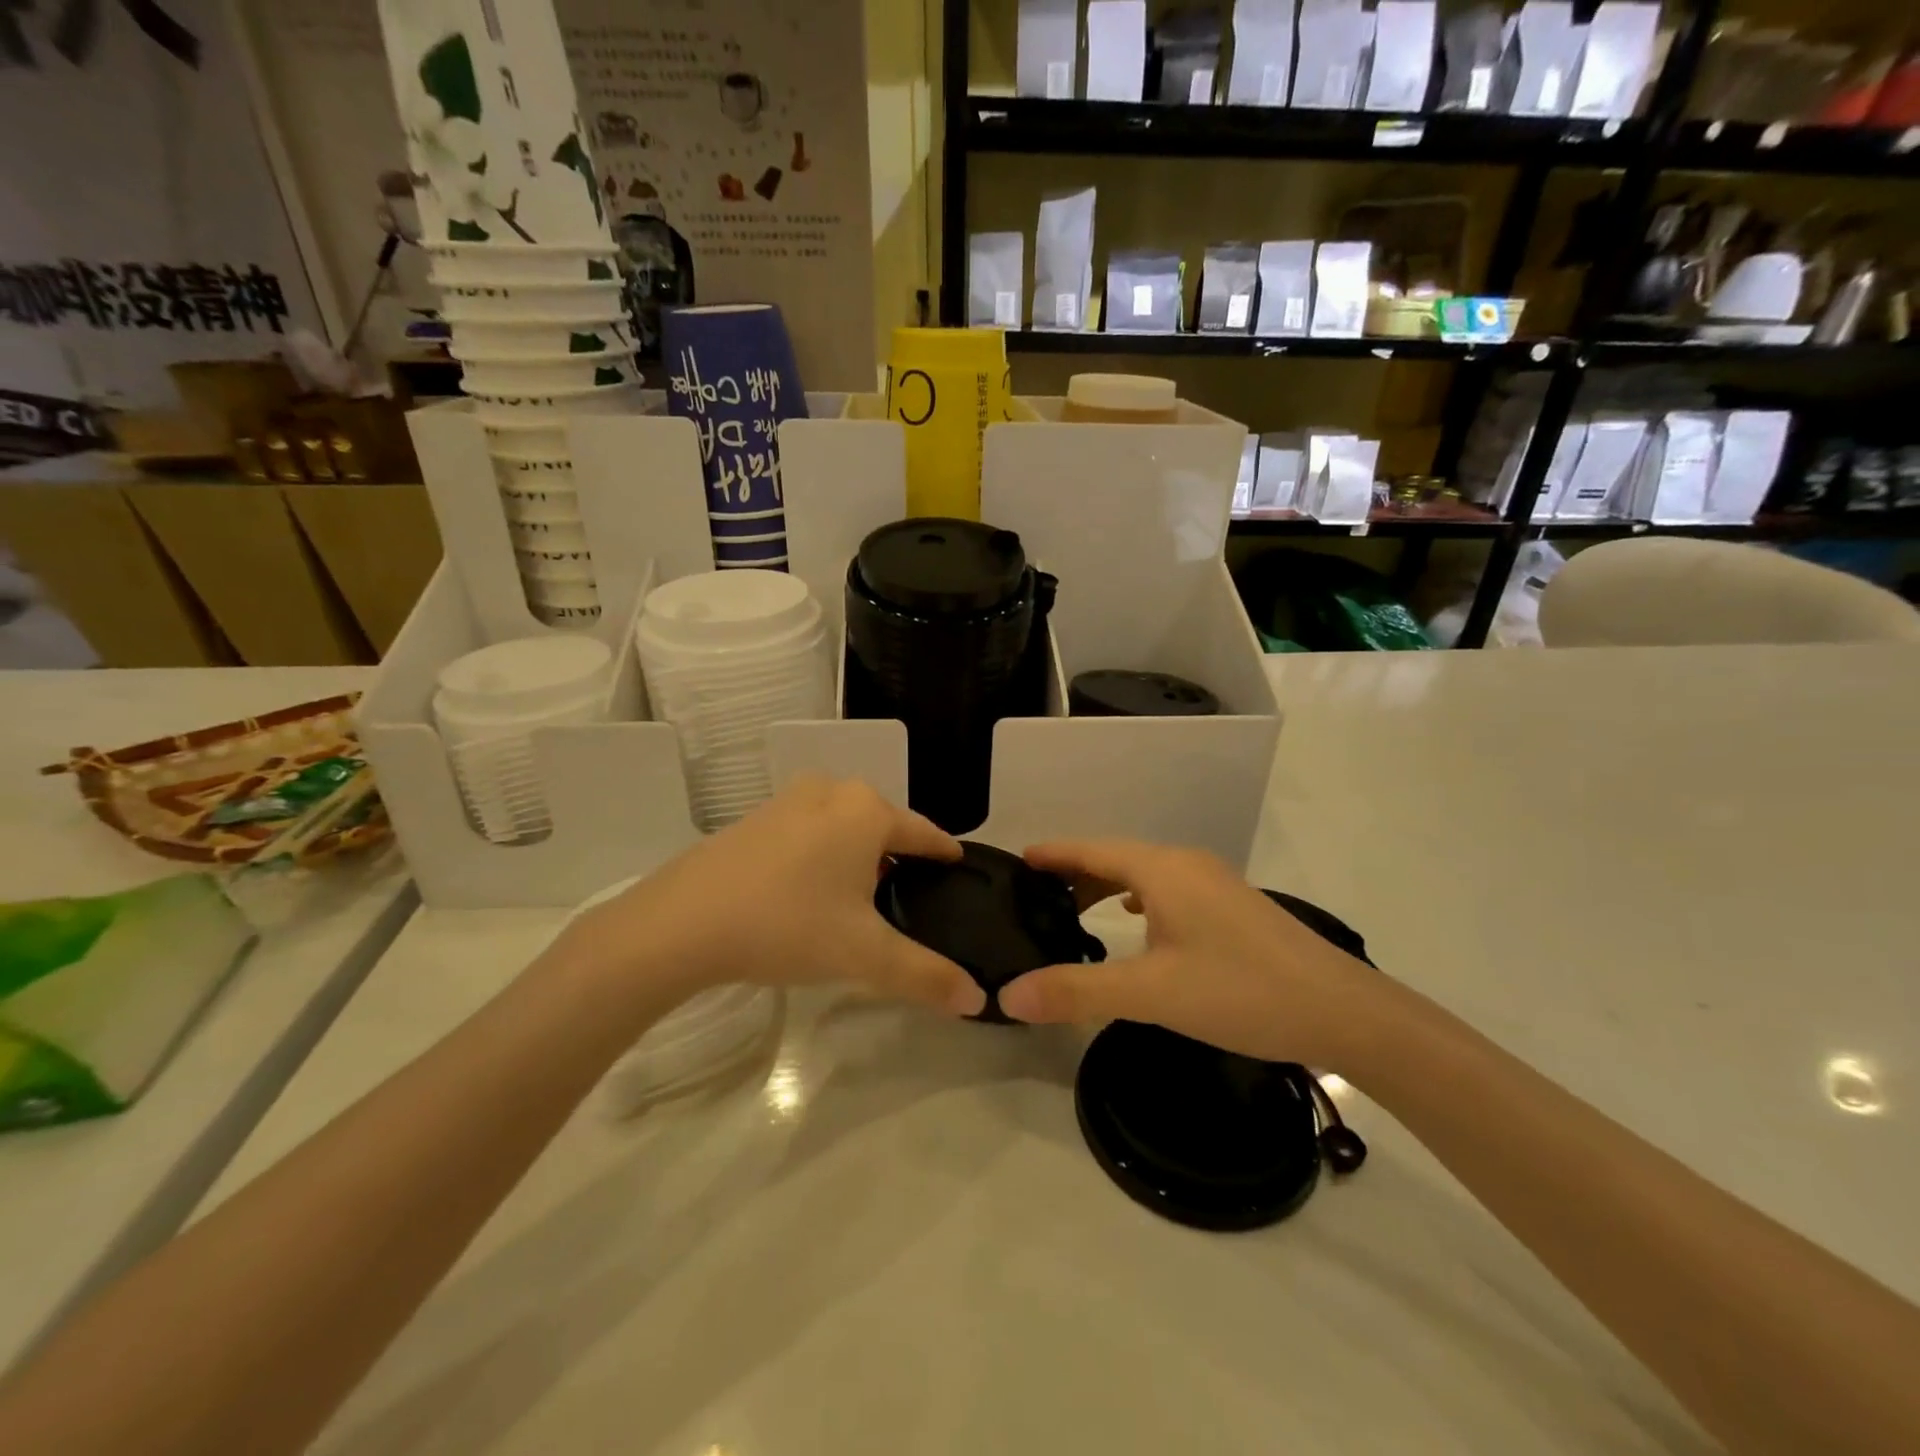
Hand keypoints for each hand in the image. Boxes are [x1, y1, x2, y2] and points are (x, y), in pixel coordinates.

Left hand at [561, 776, 985, 1017]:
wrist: (682, 922)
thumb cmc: (788, 925)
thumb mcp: (864, 955)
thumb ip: (925, 975)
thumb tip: (977, 999)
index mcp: (867, 811)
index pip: (925, 832)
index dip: (946, 854)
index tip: (960, 870)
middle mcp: (832, 791)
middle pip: (884, 825)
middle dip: (901, 856)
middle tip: (911, 898)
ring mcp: (789, 800)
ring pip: (844, 825)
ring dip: (859, 854)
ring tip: (863, 897)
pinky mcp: (756, 817)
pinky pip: (810, 830)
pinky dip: (823, 853)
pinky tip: (812, 890)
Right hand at [997, 841, 1382, 1068]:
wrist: (1345, 1012)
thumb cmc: (1241, 992)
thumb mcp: (1151, 994)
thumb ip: (1077, 992)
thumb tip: (1009, 996)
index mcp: (1163, 870)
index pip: (1092, 850)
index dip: (1054, 854)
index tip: (1018, 860)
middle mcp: (1187, 866)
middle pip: (1116, 858)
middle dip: (1075, 874)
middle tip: (1035, 898)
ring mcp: (1215, 885)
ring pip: (1145, 876)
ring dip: (1107, 888)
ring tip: (1075, 912)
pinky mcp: (1233, 909)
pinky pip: (1168, 892)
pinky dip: (1138, 901)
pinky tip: (1136, 925)